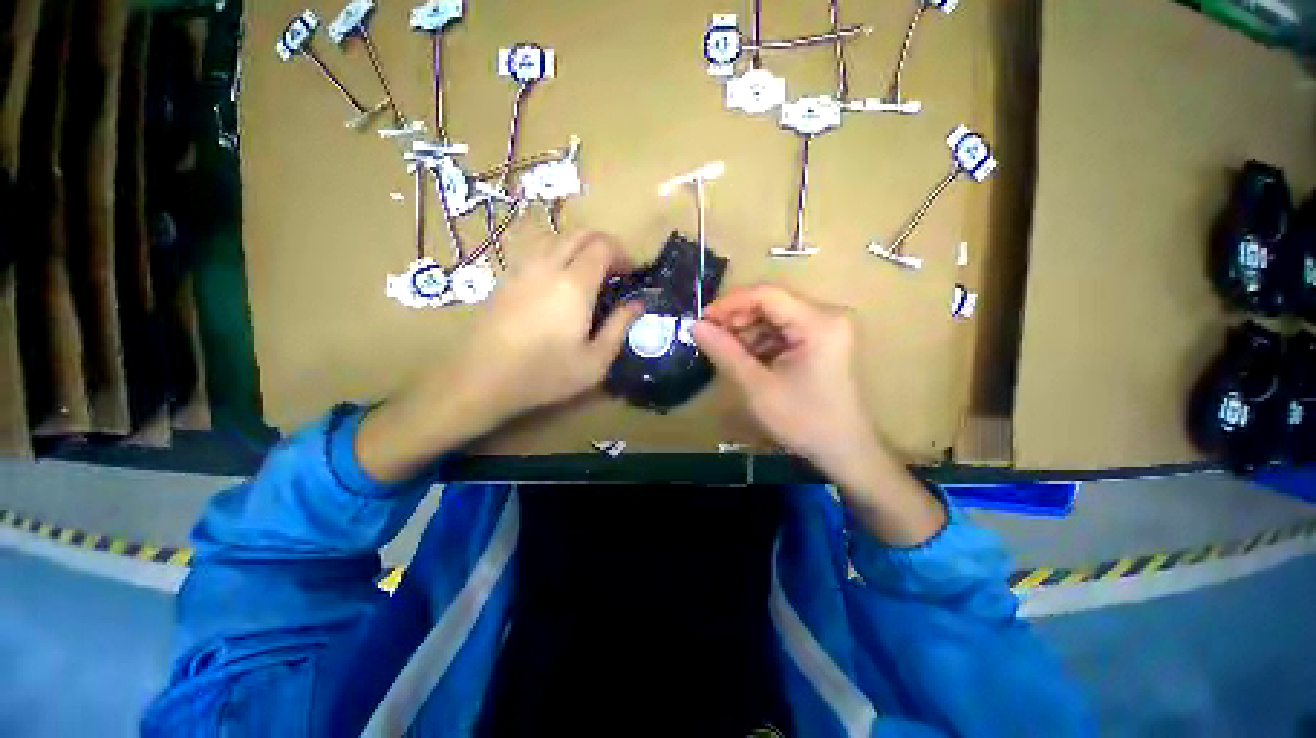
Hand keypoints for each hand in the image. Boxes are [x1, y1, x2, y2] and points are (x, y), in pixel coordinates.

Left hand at [357, 232, 640, 482]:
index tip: (631, 273)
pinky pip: (536, 252)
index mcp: (573, 284)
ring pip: (556, 238)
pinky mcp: (505, 279)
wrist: (480, 380)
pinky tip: (557, 284)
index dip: (622, 254)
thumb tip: (639, 303)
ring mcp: (521, 269)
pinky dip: (557, 255)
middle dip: (604, 244)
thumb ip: (620, 326)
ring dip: (579, 248)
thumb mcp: (595, 361)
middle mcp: (547, 266)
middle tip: (615, 270)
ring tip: (588, 275)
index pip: (602, 246)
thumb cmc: (545, 374)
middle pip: (579, 233)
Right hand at [691, 284, 879, 474]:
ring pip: (774, 316)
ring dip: (747, 332)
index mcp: (818, 322)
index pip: (767, 295)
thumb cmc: (804, 421)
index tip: (702, 321)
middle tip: (710, 339)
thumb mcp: (757, 387)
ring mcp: (826, 327)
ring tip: (725, 352)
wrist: (844, 450)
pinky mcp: (822, 339)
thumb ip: (724, 352)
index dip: (730, 304)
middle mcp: (827, 314)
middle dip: (737, 320)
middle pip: (771, 303)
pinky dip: (760, 342)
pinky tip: (746, 359)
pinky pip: (783, 330)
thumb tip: (694, 325)